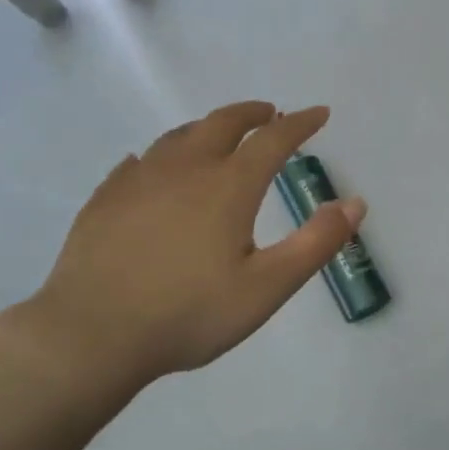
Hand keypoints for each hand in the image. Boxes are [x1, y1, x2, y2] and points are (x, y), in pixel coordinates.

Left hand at [6, 102, 362, 400]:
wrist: (92, 335)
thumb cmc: (189, 314)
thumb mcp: (267, 287)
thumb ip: (316, 243)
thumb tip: (356, 203)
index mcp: (229, 186)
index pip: (274, 139)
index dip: (301, 123)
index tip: (319, 114)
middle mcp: (184, 169)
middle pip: (222, 123)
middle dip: (252, 114)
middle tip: (269, 114)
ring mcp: (138, 180)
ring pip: (178, 137)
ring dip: (207, 128)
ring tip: (219, 136)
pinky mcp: (105, 199)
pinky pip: (139, 162)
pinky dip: (161, 156)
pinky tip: (154, 169)